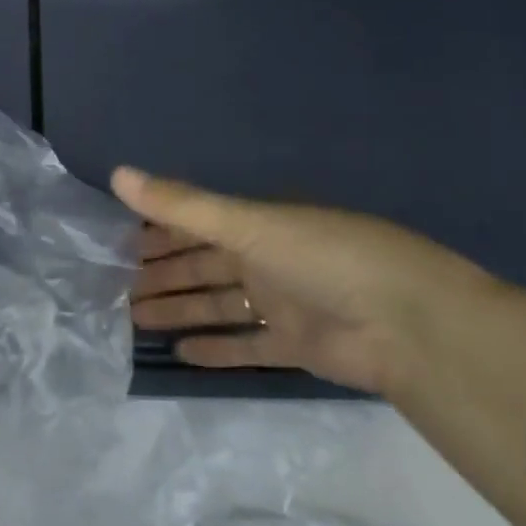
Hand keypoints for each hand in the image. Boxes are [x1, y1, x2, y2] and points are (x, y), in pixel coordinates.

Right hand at [112, 167, 502, 395]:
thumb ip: (182, 205)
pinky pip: (246, 345)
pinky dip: (215, 348)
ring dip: (179, 309)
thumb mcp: (248, 223)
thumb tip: (117, 173)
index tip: (117, 240)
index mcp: (258, 223)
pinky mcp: (296, 346)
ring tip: (133, 317)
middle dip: (161, 272)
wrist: (410, 325)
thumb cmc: (324, 258)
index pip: (195, 223)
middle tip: (115, 284)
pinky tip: (179, 352)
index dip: (157, 229)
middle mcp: (267, 259)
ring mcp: (282, 304)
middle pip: (201, 264)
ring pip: (217, 304)